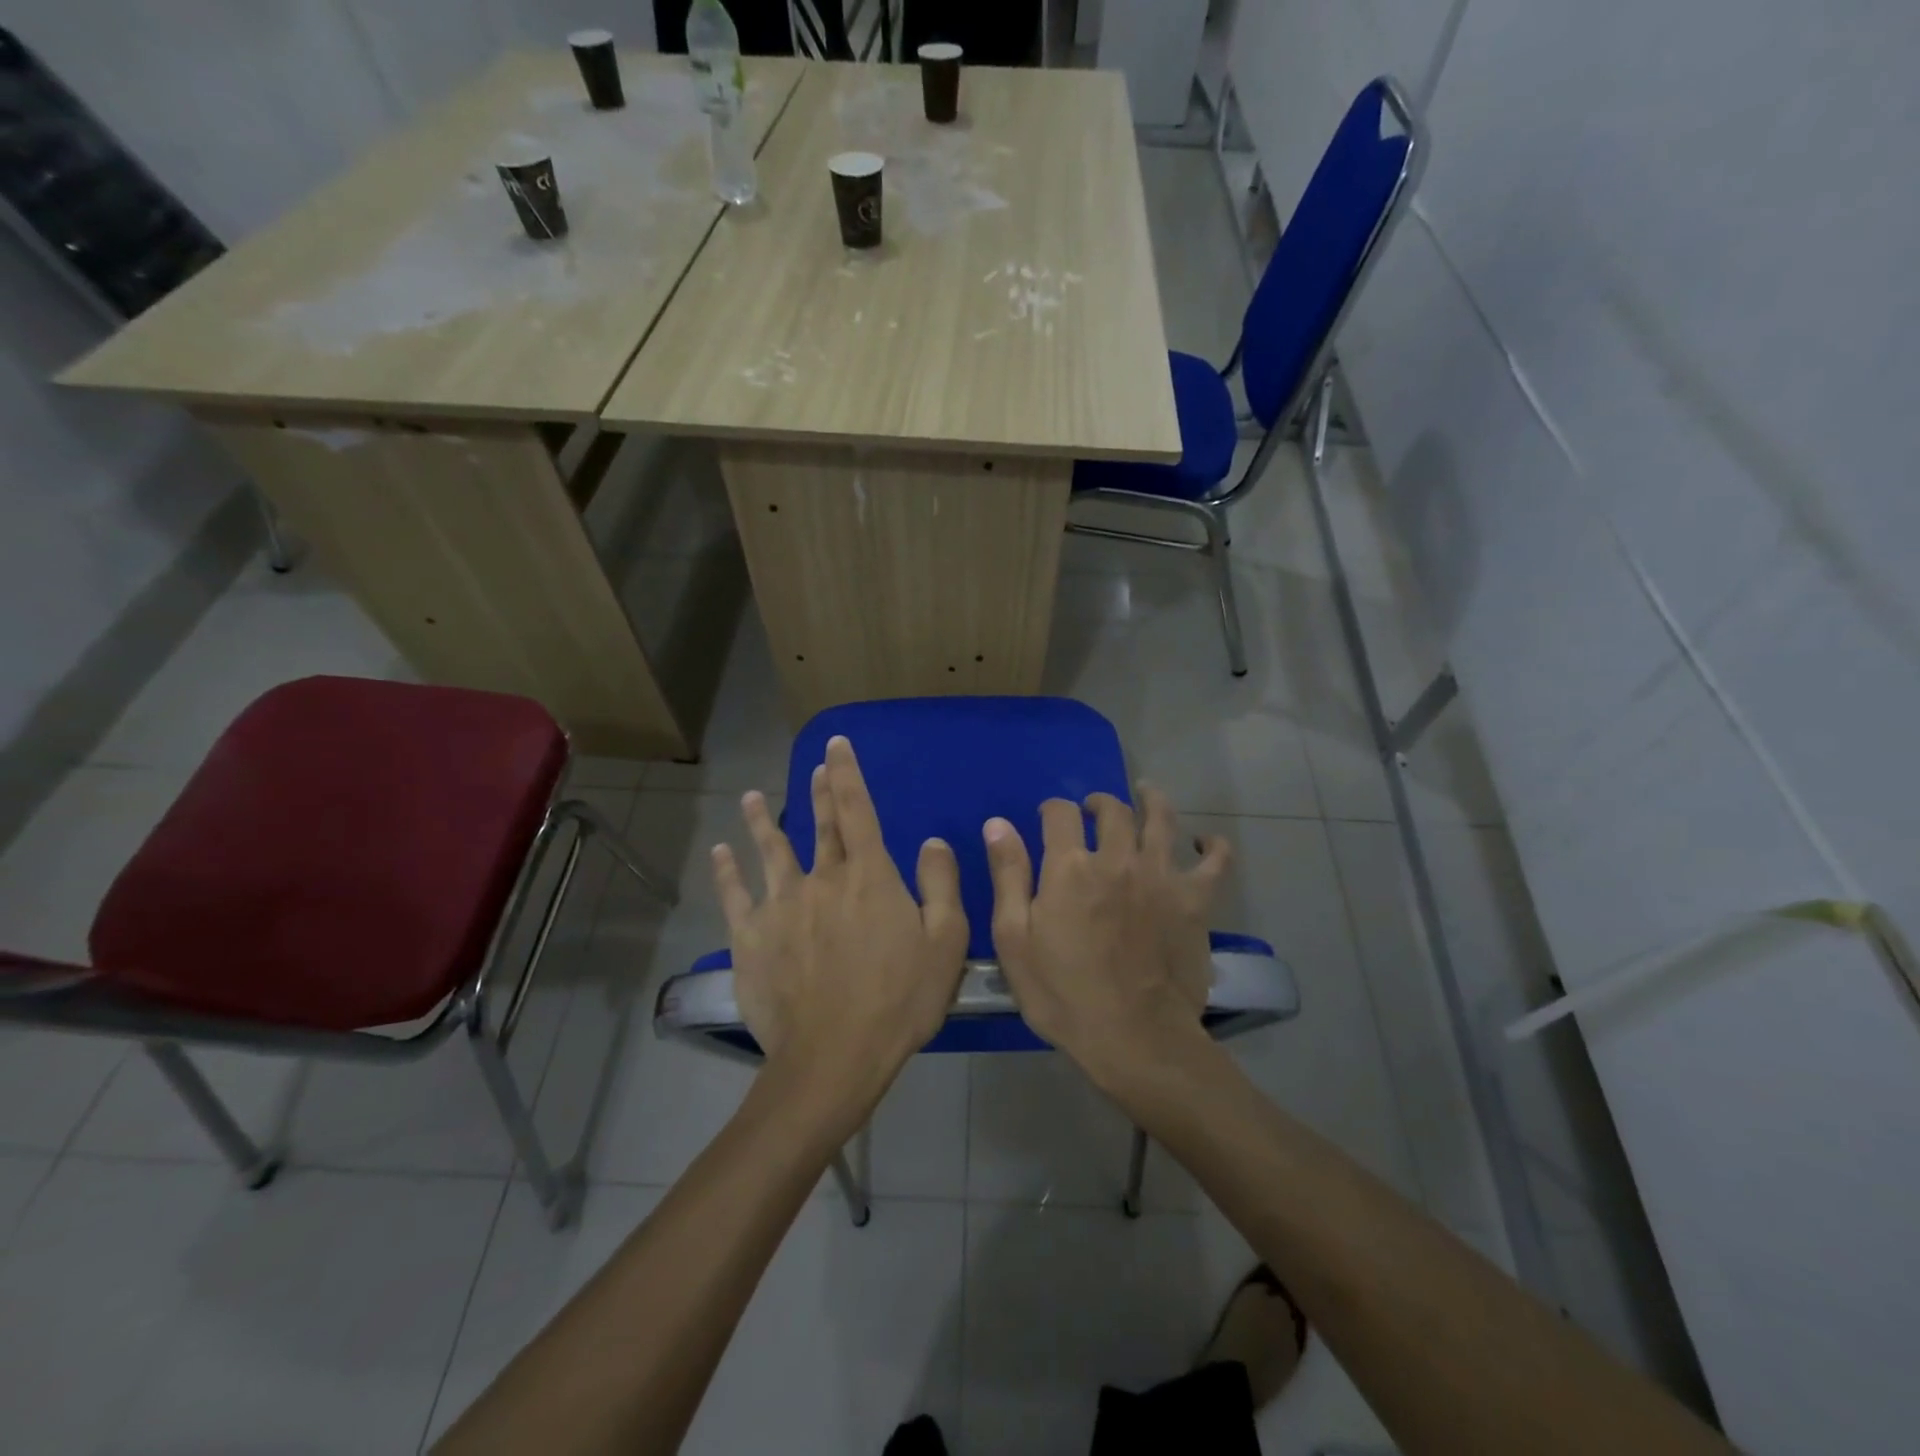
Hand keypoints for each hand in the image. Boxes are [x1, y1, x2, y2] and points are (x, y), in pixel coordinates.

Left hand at [712, 735, 968, 1129]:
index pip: (856, 810)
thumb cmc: (899, 999)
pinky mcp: (751, 936)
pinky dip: (726, 870)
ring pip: (770, 850)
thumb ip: (941, 885)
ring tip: (753, 797)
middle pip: (819, 825)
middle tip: (813, 765)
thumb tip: (931, 841)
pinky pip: (735, 894)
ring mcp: (781, 905)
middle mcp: (823, 878)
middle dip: (818, 791)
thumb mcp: (946, 942)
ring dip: (762, 821)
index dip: (847, 774)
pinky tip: (720, 851)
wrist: (834, 1055)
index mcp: (869, 876)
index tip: (836, 744)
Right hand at [982, 786, 1230, 1088]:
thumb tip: (998, 823)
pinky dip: (1213, 846)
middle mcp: (1117, 858)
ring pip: (1161, 819)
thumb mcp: (1014, 939)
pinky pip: (1215, 862)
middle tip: (1093, 810)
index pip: (1060, 813)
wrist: (1134, 1038)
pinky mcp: (1195, 901)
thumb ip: (1008, 875)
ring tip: (1146, 795)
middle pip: (1113, 809)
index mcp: (1070, 866)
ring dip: (1152, 800)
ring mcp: (1161, 876)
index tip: (1048, 818)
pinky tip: (1205, 842)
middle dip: (1099, 803)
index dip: (1052, 809)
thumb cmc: (1063, 994)